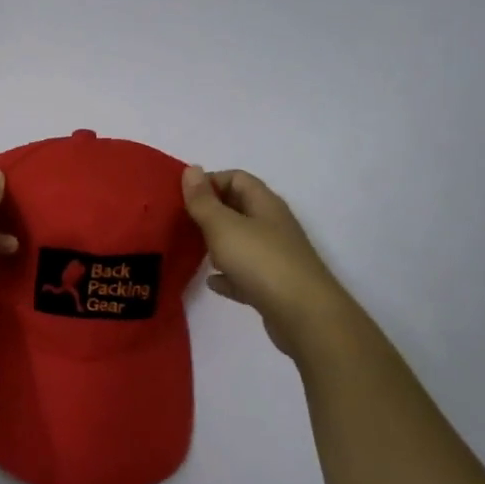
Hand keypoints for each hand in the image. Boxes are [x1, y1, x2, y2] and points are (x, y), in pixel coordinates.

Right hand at [181, 165, 346, 357]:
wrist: (303, 315)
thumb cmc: (261, 261)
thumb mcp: (223, 226)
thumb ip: (203, 200)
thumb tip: (191, 169)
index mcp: (264, 204)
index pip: (236, 178)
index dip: (209, 182)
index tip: (182, 197)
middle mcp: (272, 225)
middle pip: (239, 208)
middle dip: (210, 212)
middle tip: (181, 222)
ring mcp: (275, 256)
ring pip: (241, 241)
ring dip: (217, 243)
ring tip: (191, 249)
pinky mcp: (273, 286)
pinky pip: (244, 274)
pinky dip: (227, 275)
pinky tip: (211, 282)